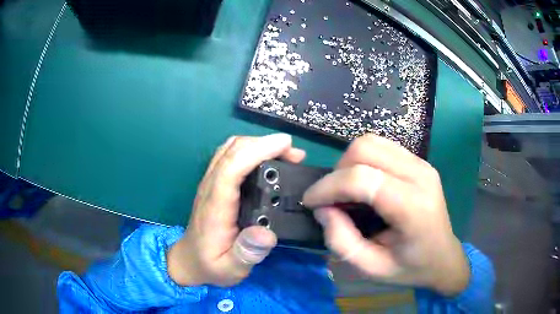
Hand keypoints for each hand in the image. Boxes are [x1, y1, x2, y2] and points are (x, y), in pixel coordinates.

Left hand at [168, 134, 305, 286]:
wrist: (190, 261)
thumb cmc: (211, 265)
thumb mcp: (231, 268)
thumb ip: (247, 253)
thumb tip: (267, 233)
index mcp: (215, 205)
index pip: (232, 166)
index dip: (258, 150)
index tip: (286, 145)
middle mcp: (211, 187)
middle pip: (232, 150)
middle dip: (265, 144)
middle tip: (295, 155)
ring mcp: (210, 183)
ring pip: (230, 149)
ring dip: (258, 145)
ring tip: (285, 155)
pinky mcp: (214, 184)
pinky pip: (230, 157)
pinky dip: (251, 151)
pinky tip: (267, 161)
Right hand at [302, 135, 469, 295]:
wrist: (443, 257)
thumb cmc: (410, 268)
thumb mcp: (372, 268)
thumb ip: (342, 242)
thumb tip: (323, 210)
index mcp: (414, 207)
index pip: (363, 178)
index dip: (329, 186)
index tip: (310, 202)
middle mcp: (420, 175)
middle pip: (366, 148)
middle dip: (338, 171)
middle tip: (333, 198)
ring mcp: (421, 164)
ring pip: (372, 141)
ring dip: (349, 163)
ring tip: (347, 191)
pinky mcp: (418, 161)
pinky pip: (382, 147)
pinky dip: (363, 160)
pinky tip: (365, 184)